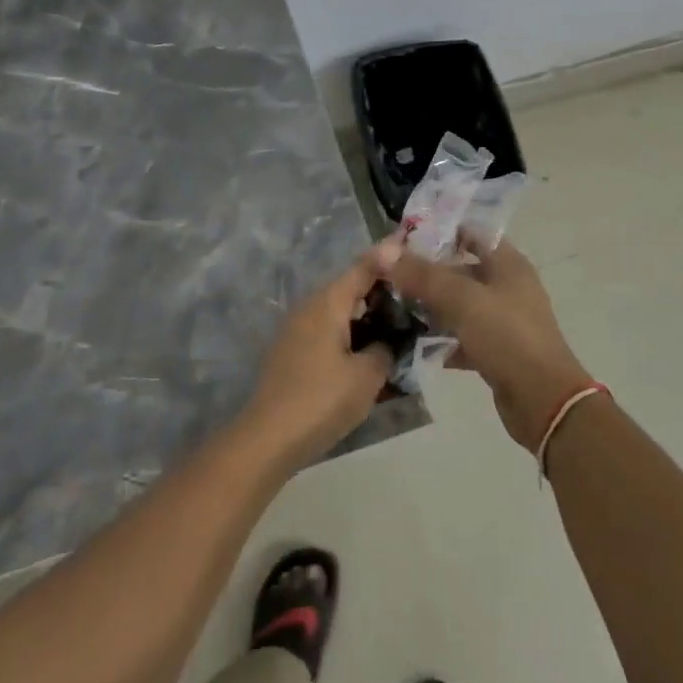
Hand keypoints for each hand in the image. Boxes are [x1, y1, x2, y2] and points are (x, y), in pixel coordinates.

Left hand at [242, 255, 392, 467]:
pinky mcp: (291, 353)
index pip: (363, 268)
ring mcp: (296, 330)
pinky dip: (349, 336)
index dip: (387, 257)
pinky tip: (368, 354)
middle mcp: (309, 308)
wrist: (268, 439)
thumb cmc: (322, 400)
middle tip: (414, 296)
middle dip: (380, 290)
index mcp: (328, 303)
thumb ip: (384, 349)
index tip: (408, 243)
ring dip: (365, 317)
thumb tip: (386, 341)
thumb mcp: (367, 376)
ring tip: (397, 326)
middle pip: (349, 289)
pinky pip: (328, 333)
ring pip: (338, 313)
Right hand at [375, 237, 592, 450]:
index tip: (401, 240)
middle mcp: (507, 286)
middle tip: (388, 275)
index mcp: (507, 263)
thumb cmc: (507, 336)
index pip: (471, 233)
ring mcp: (502, 320)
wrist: (543, 400)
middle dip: (426, 272)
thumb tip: (383, 252)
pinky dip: (440, 339)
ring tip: (392, 307)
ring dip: (430, 306)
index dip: (438, 231)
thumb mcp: (461, 300)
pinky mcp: (496, 350)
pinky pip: (461, 336)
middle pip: (460, 270)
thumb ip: (422, 275)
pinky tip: (411, 343)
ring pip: (459, 305)